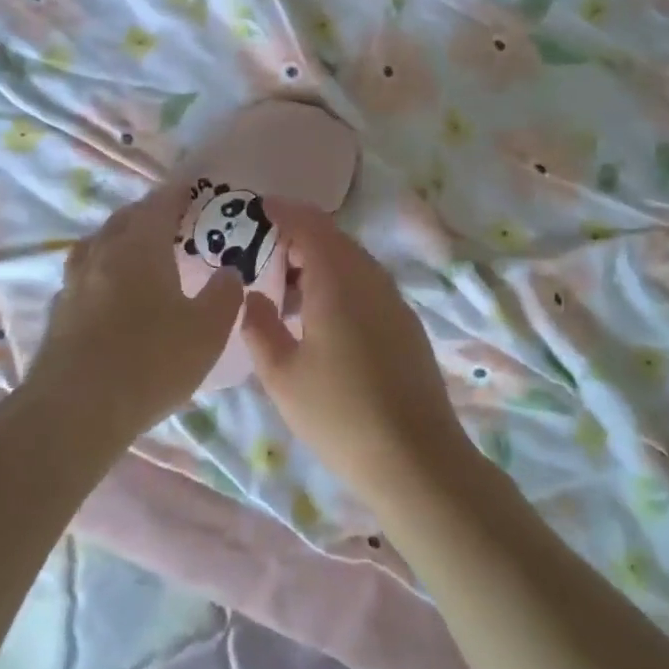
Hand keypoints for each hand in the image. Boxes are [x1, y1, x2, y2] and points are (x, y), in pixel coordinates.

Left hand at [27, 180, 244, 440]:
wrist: (76, 410)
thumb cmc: (151, 363)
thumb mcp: (207, 332)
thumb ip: (224, 296)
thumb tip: (230, 272)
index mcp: (140, 249)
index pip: (159, 205)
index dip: (177, 194)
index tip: (190, 188)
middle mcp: (102, 255)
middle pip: (124, 220)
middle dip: (146, 213)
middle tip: (168, 219)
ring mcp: (74, 283)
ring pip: (97, 245)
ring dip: (118, 238)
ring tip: (135, 249)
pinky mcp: (58, 312)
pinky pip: (82, 276)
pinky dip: (99, 271)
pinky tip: (107, 292)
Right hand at [239, 201, 468, 493]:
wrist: (416, 460)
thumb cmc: (339, 415)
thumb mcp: (282, 375)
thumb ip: (260, 327)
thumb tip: (252, 296)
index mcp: (338, 282)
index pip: (310, 225)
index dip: (283, 211)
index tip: (257, 208)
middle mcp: (371, 281)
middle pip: (335, 240)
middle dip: (299, 236)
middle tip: (264, 251)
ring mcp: (395, 303)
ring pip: (354, 263)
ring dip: (320, 261)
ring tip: (288, 287)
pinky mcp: (407, 326)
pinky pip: (368, 286)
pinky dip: (340, 283)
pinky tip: (322, 316)